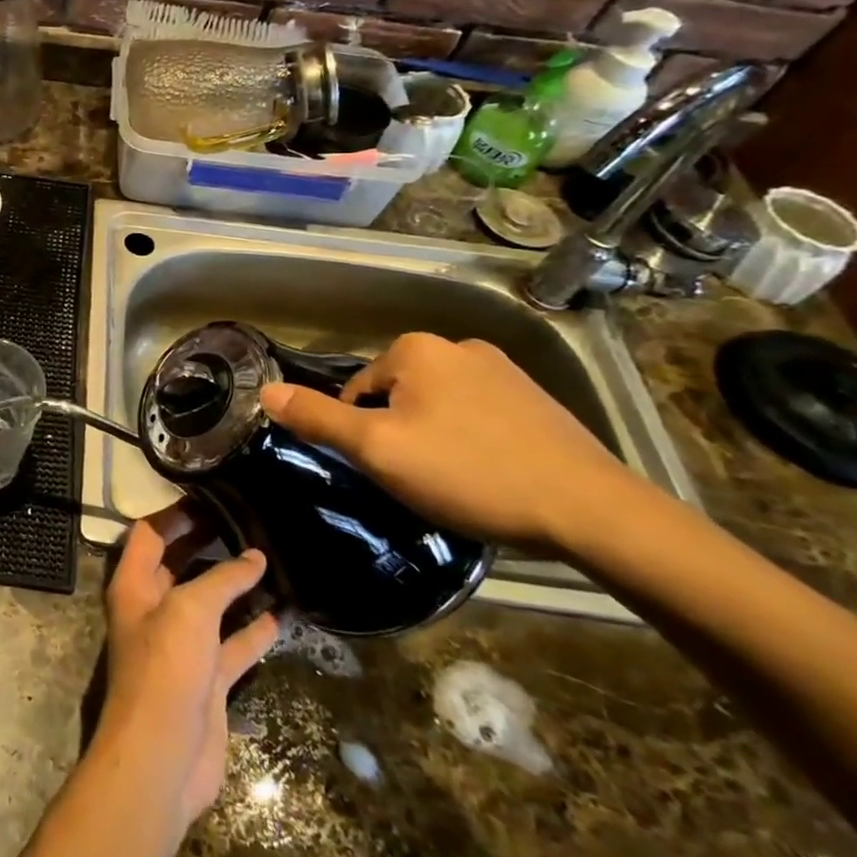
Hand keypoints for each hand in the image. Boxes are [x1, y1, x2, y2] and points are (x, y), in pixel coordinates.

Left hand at [94, 521, 277, 827]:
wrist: (163, 756)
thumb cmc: (165, 667)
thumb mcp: (190, 610)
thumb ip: (222, 580)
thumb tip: (254, 556)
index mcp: (135, 584)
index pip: (149, 534)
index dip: (174, 514)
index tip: (209, 497)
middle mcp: (154, 608)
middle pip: (179, 564)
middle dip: (207, 543)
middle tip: (246, 521)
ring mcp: (181, 645)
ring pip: (211, 604)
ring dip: (236, 586)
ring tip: (270, 560)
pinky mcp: (206, 678)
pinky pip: (232, 644)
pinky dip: (253, 629)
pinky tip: (281, 614)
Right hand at [260, 332, 642, 554]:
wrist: (591, 510)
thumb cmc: (469, 472)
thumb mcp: (378, 450)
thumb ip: (318, 419)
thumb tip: (264, 391)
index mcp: (415, 349)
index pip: (358, 391)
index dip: (363, 435)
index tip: (389, 471)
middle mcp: (458, 345)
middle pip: (397, 395)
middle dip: (399, 433)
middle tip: (420, 480)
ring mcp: (504, 370)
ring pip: (438, 405)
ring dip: (435, 437)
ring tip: (457, 482)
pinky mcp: (537, 399)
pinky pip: (479, 415)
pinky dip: (473, 441)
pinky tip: (490, 475)